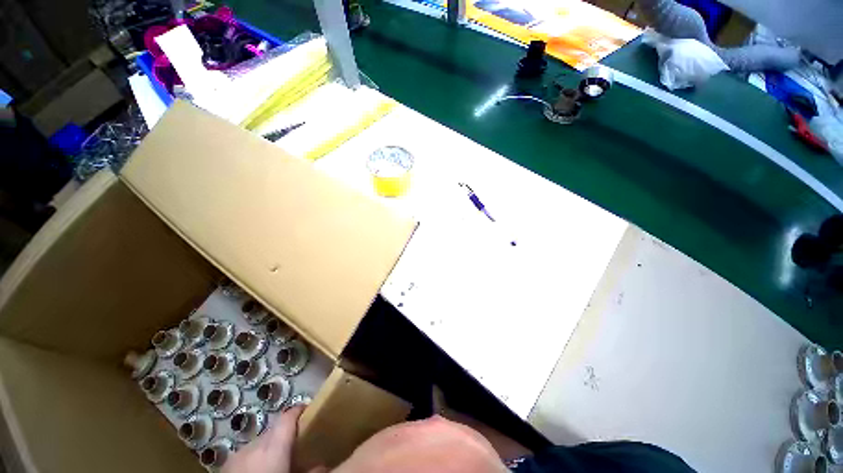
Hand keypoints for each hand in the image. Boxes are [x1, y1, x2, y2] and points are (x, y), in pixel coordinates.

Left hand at [222, 405, 304, 472]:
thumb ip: (309, 472)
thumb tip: (323, 465)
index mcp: (271, 447)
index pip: (287, 417)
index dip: (299, 410)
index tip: (309, 410)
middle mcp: (253, 445)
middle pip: (274, 429)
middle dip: (286, 433)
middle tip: (298, 444)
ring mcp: (236, 455)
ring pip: (260, 442)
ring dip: (270, 446)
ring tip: (279, 461)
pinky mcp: (225, 466)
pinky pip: (247, 454)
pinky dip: (257, 457)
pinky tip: (260, 472)